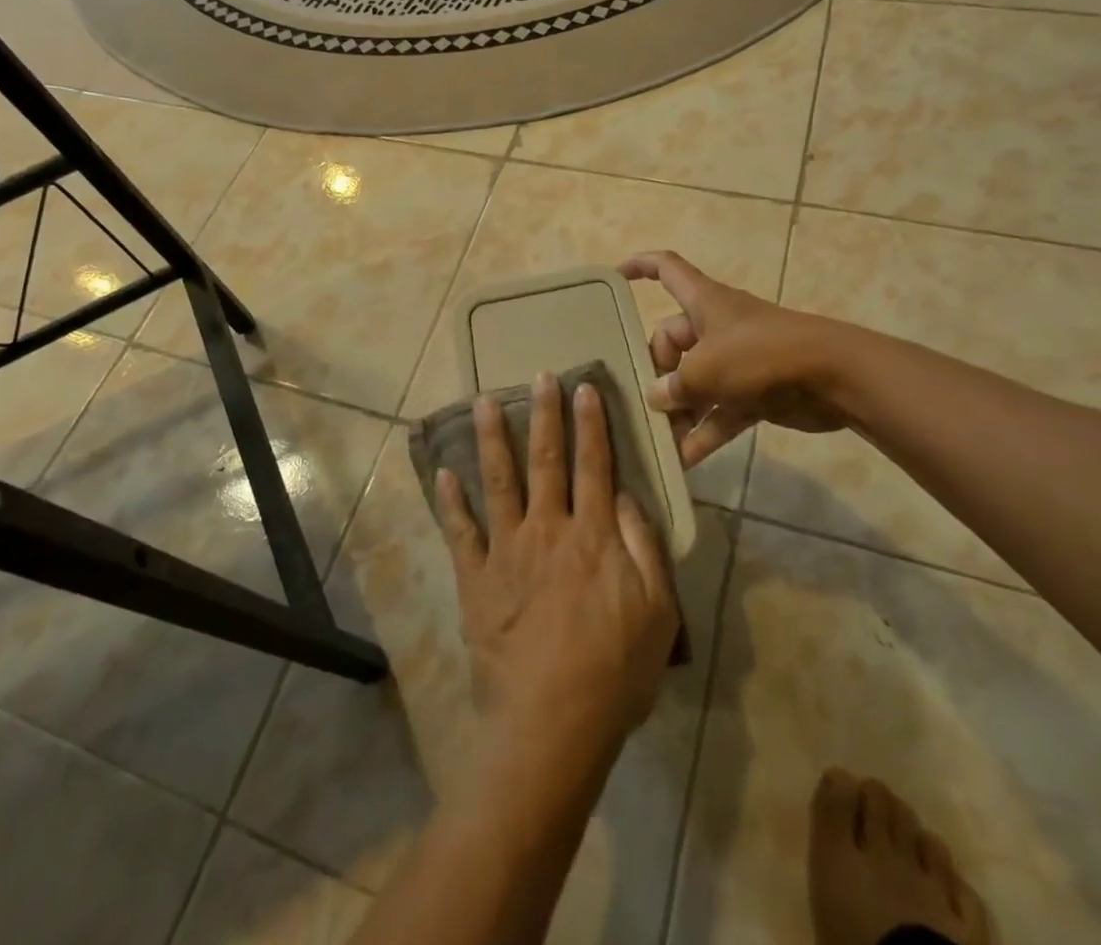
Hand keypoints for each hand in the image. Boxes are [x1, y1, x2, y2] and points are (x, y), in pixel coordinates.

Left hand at [436, 373, 679, 766]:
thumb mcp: (657, 610)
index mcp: (592, 535)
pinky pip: (459, 532)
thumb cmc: (614, 670)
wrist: (551, 723)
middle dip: (544, 414)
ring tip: (483, 402)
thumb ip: (643, 546)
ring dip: (491, 438)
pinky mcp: (476, 579)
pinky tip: (443, 472)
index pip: (594, 465)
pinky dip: (450, 500)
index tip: (585, 387)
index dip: (590, 424)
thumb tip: (624, 495)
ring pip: (498, 481)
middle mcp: (547, 529)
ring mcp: (507, 551)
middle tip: (538, 376)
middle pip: (546, 460)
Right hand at [619, 250, 856, 466]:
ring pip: (695, 382)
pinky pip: (720, 411)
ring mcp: (737, 359)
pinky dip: (705, 432)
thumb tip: (657, 398)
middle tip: (642, 404)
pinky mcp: (755, 391)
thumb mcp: (705, 369)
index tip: (614, 277)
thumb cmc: (760, 355)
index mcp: (703, 302)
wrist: (832, 376)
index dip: (639, 266)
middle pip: (672, 340)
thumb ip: (674, 386)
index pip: (666, 268)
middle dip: (656, 372)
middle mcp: (716, 326)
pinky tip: (684, 461)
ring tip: (656, 440)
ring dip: (679, 410)